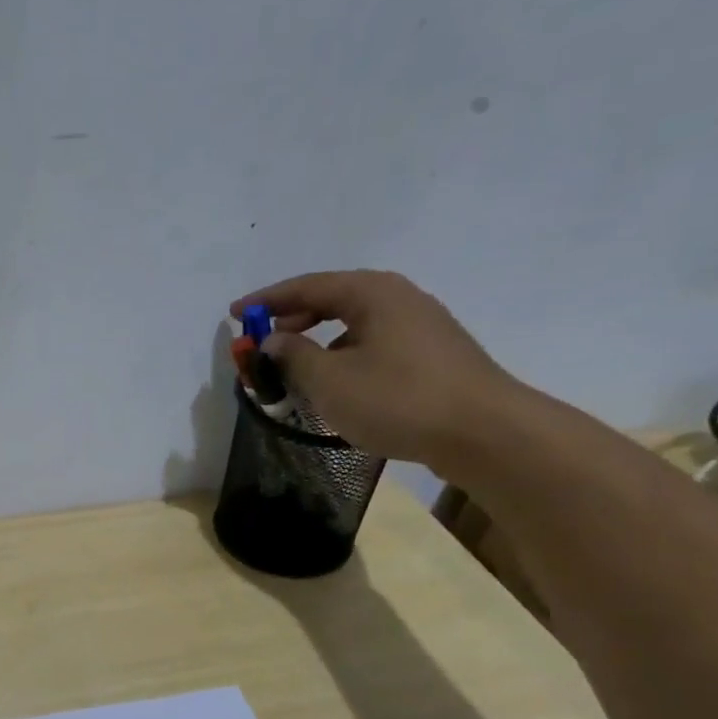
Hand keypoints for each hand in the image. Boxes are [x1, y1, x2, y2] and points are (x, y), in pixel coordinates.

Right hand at [229, 270, 525, 468]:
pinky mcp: (430, 355)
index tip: (235, 314)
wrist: (482, 432)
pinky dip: (342, 356)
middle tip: (262, 343)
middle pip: (332, 299)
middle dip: (292, 319)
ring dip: (317, 342)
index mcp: (373, 293)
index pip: (308, 286)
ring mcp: (419, 326)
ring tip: (293, 369)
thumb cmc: (398, 399)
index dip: (267, 301)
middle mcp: (398, 299)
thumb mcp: (330, 380)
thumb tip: (272, 340)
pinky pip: (372, 344)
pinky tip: (334, 385)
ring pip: (353, 325)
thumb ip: (292, 356)